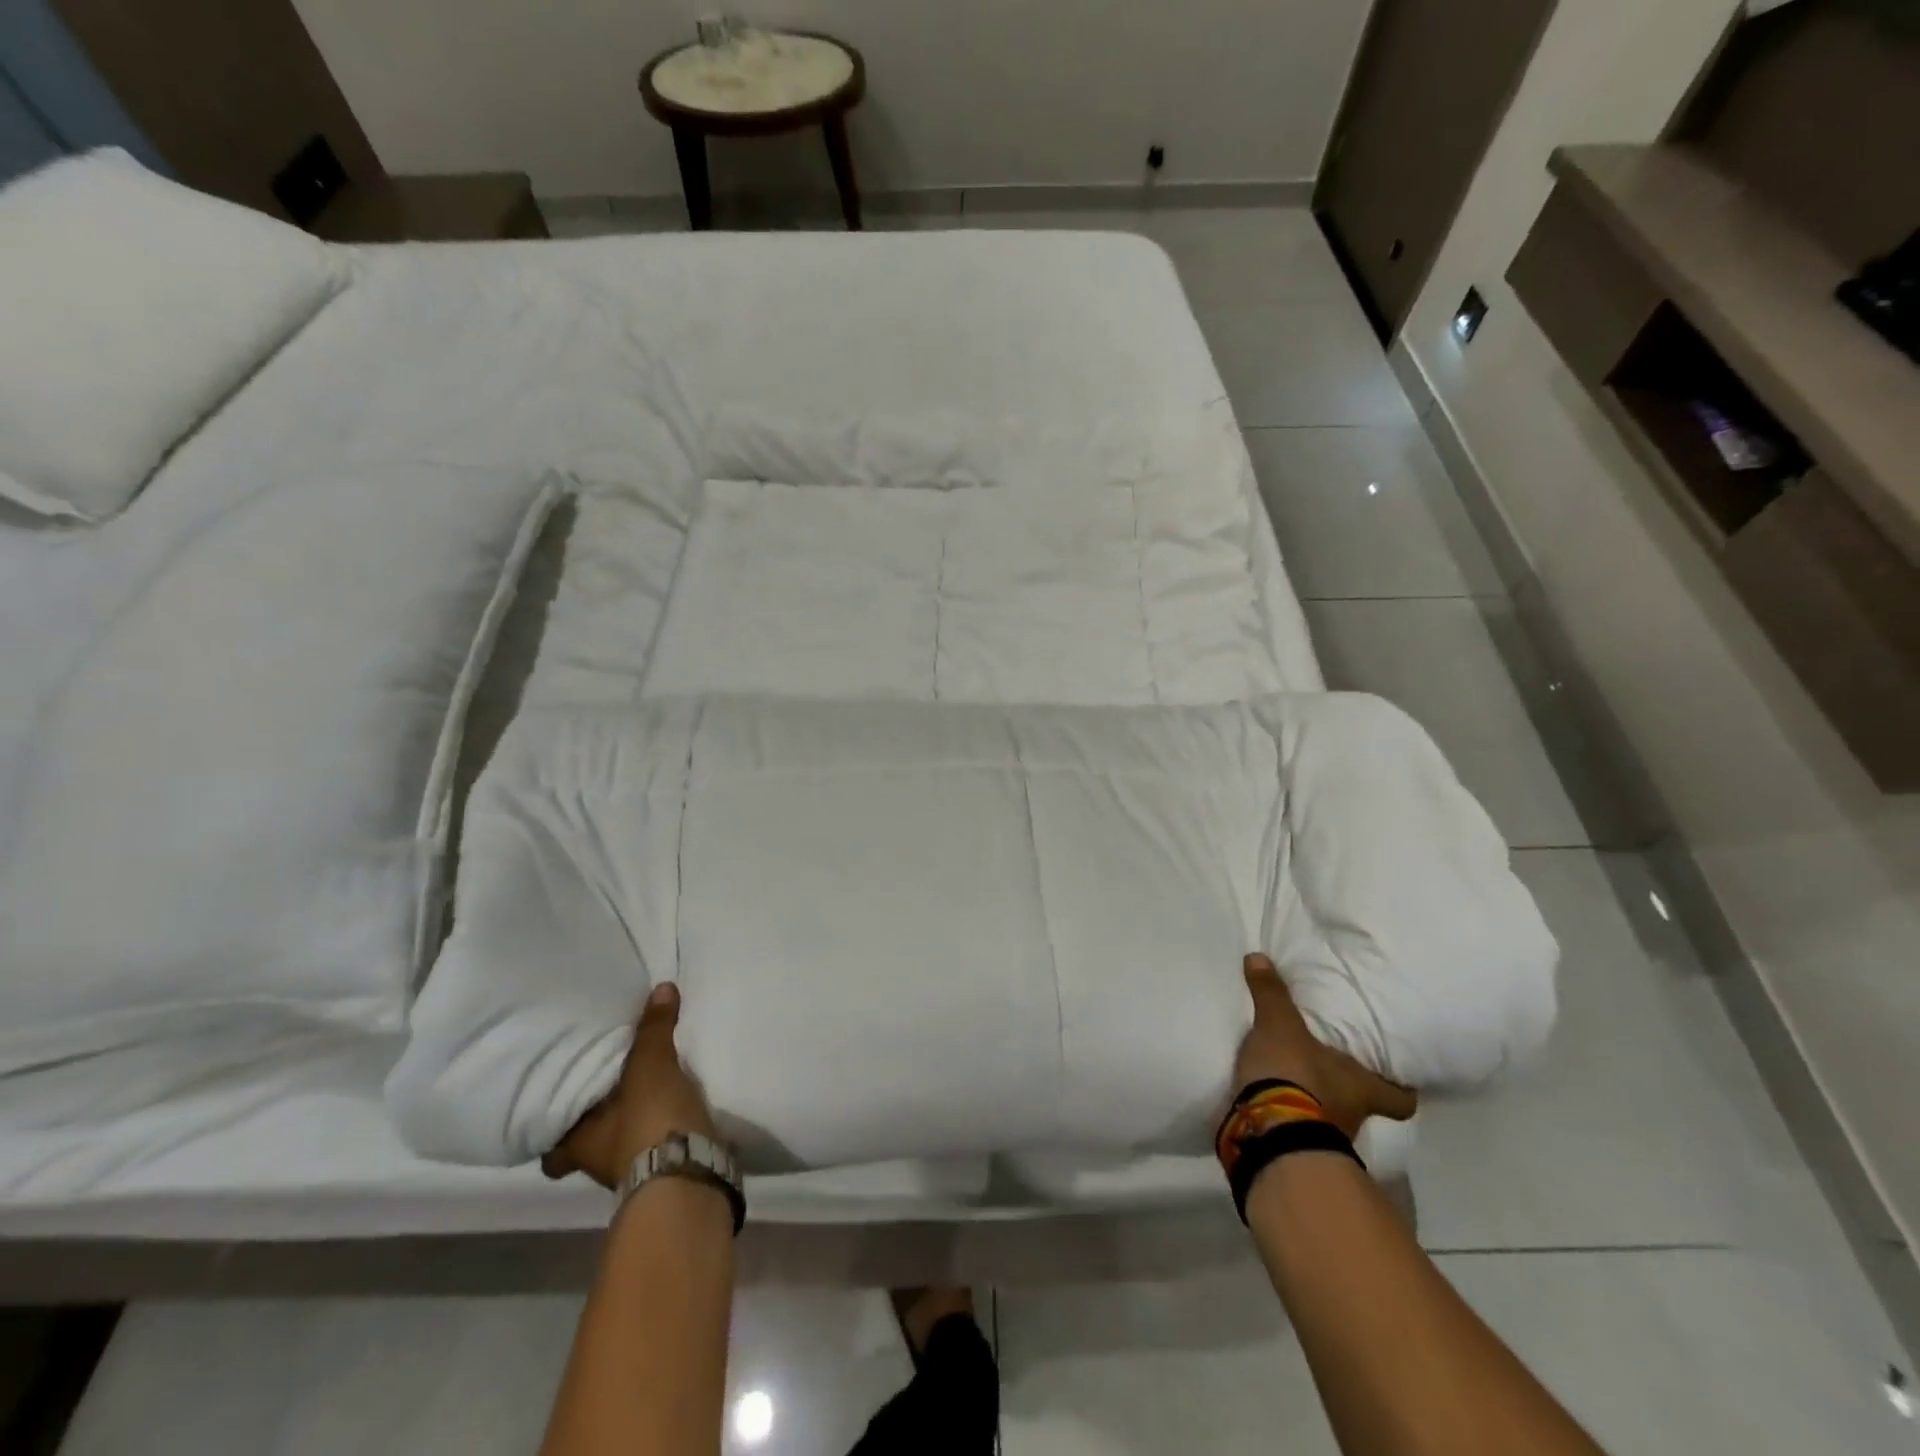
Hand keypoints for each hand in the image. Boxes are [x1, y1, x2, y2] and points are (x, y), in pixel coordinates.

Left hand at [541, 983, 719, 1190]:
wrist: (691, 1173)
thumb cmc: (648, 1121)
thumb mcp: (650, 1066)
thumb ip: (653, 1029)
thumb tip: (662, 988)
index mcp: (578, 1144)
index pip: (550, 1145)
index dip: (550, 1128)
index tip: (555, 1105)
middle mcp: (598, 1162)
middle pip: (587, 1141)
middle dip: (597, 1119)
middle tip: (606, 1087)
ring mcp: (633, 1169)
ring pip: (622, 1142)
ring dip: (631, 1122)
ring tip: (645, 1089)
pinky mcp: (667, 1168)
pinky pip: (656, 1142)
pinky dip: (661, 1128)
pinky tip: (673, 1107)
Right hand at [1234, 954, 1417, 1139]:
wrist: (1268, 1133)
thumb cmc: (1295, 1075)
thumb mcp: (1279, 1025)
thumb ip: (1271, 993)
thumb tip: (1259, 956)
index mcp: (1363, 1089)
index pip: (1401, 1099)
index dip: (1402, 1089)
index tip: (1401, 1079)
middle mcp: (1354, 1117)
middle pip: (1362, 1106)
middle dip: (1347, 1090)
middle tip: (1331, 1069)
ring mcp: (1325, 1139)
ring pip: (1330, 1118)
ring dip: (1315, 1104)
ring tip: (1294, 1082)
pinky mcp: (1295, 1150)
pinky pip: (1297, 1130)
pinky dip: (1288, 1118)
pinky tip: (1271, 1103)